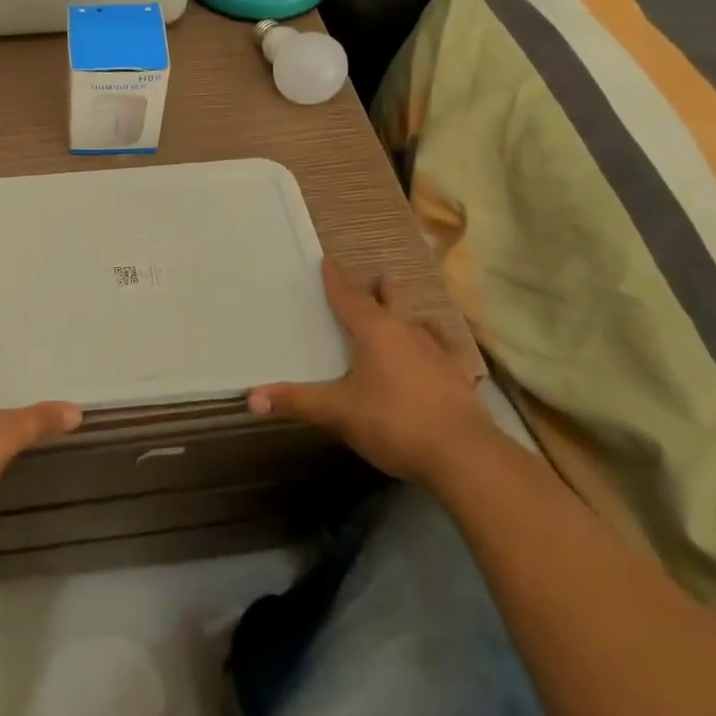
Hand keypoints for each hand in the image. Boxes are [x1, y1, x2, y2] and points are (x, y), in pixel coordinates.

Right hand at [249, 257, 495, 482]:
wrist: (464, 455)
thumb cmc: (392, 421)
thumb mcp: (337, 412)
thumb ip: (296, 402)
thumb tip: (251, 397)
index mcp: (374, 330)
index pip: (348, 296)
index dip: (335, 279)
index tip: (328, 260)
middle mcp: (406, 332)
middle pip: (391, 300)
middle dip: (380, 289)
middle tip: (375, 279)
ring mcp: (437, 353)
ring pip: (419, 322)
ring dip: (408, 315)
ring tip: (403, 313)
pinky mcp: (458, 377)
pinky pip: (444, 351)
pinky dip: (435, 347)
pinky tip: (439, 355)